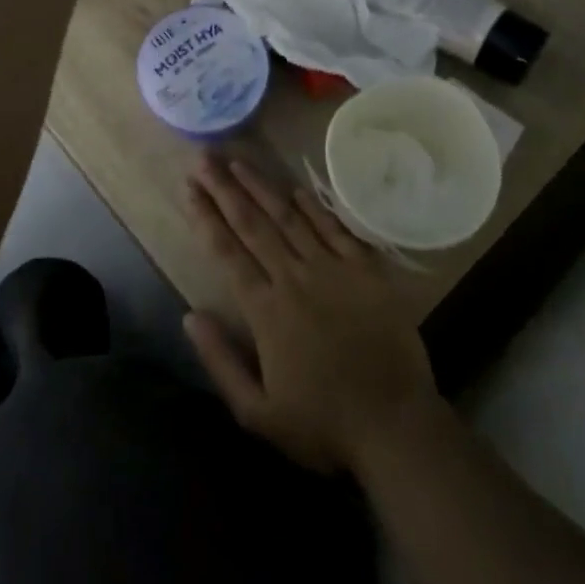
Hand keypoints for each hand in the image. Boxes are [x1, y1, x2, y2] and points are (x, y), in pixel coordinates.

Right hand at [184, 158, 439, 475]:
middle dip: (225, 189)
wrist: (395, 425)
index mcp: (266, 310)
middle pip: (253, 224)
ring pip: (289, 217)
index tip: (189, 188)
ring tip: (239, 160)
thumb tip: (189, 315)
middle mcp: (294, 278)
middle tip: (205, 158)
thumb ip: (220, 362)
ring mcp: (332, 269)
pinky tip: (296, 188)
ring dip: (261, 186)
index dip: (206, 217)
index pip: (227, 251)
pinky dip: (314, 206)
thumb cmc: (323, 424)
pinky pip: (335, 228)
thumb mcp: (258, 413)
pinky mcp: (365, 269)